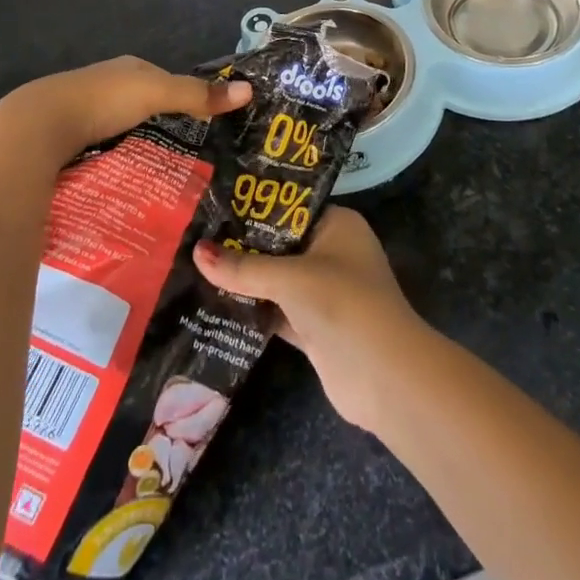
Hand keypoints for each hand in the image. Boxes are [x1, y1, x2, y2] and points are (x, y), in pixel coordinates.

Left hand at [0, 56, 251, 182]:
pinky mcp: (65, 139)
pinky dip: (113, 159)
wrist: (37, 127)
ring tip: (160, 174)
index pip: (163, 81)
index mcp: (127, 69)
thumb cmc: (102, 101)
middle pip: (141, 105)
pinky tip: (123, 177)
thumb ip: (198, 94)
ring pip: (119, 128)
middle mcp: (104, 84)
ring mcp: (82, 111)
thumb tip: (249, 90)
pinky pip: (99, 148)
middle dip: (160, 125)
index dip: (184, 99)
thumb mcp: (156, 93)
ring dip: (135, 144)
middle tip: (187, 157)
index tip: (205, 127)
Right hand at [193, 208, 426, 430]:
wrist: (383, 376)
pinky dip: (252, 310)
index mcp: (337, 224)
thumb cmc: (342, 303)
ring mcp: (324, 292)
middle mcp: (332, 252)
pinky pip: (276, 311)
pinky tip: (214, 305)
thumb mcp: (290, 278)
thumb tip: (196, 252)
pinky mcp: (314, 326)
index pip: (290, 207)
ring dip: (244, 279)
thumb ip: (243, 268)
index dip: (254, 206)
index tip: (214, 204)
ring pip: (276, 279)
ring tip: (196, 265)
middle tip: (195, 234)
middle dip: (243, 245)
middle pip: (280, 244)